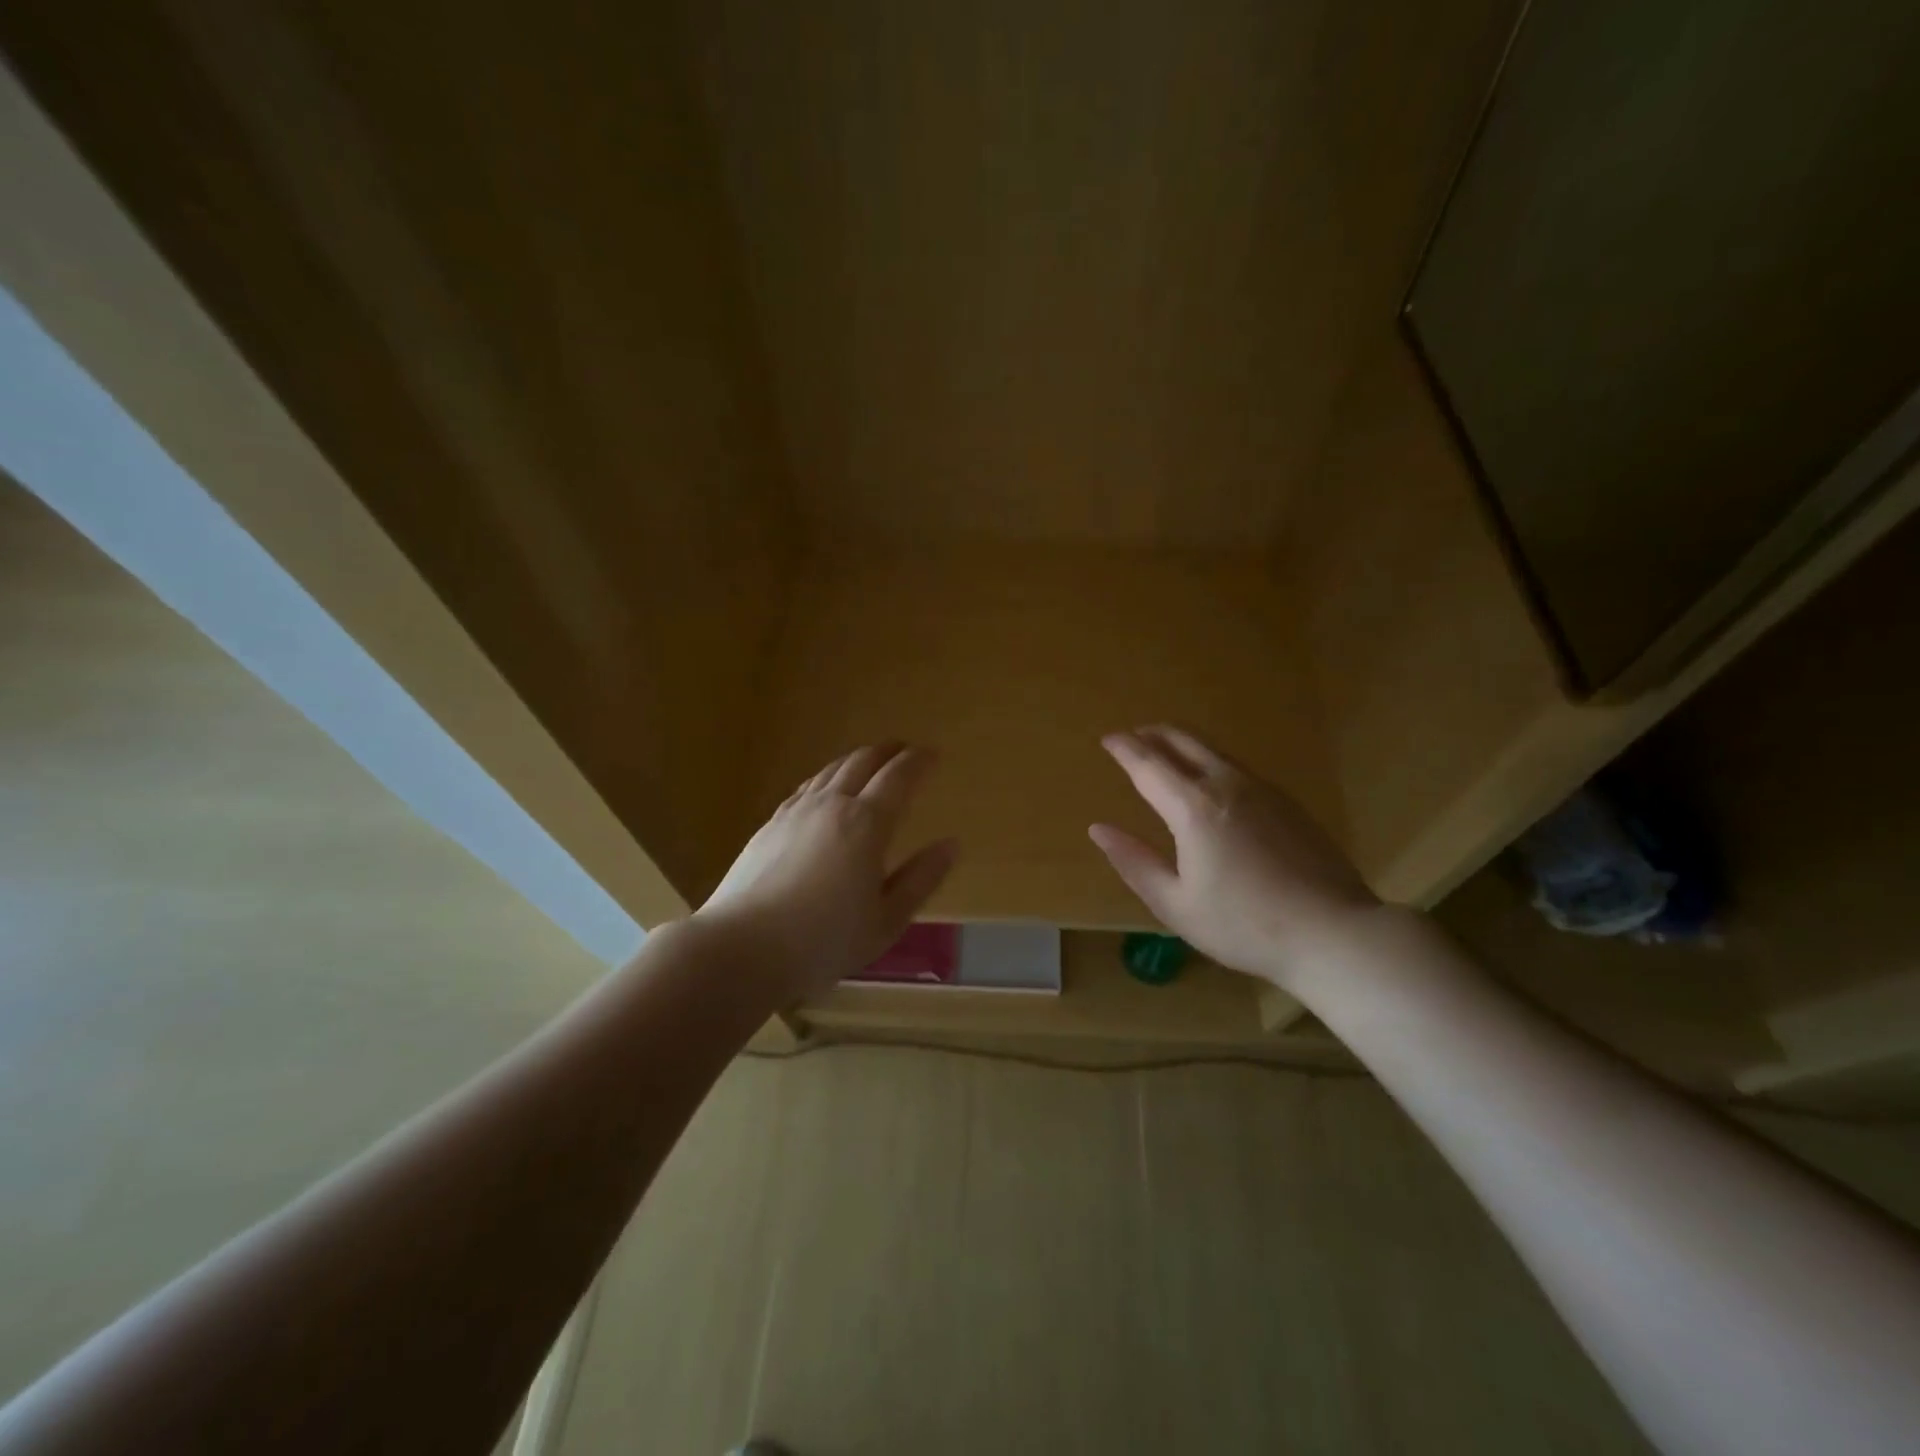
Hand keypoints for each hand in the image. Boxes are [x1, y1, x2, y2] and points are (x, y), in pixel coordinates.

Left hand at [695, 743, 957, 1003]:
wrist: (741, 947)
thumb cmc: (823, 941)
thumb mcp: (886, 921)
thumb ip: (920, 880)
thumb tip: (951, 845)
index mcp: (866, 824)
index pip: (898, 777)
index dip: (919, 761)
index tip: (933, 754)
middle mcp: (831, 805)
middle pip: (862, 762)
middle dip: (888, 751)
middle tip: (904, 750)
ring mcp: (795, 812)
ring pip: (831, 770)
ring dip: (856, 760)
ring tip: (869, 762)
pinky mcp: (769, 825)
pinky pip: (806, 787)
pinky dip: (826, 778)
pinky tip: (824, 789)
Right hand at [1089, 726, 1377, 988]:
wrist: (1333, 933)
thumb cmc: (1244, 925)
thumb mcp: (1176, 905)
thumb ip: (1134, 862)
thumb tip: (1099, 829)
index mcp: (1193, 808)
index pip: (1148, 764)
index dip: (1124, 749)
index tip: (1107, 739)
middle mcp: (1226, 785)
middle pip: (1183, 741)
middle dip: (1153, 734)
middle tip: (1133, 736)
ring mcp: (1262, 789)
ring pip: (1213, 750)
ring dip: (1182, 743)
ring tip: (1165, 751)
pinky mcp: (1287, 802)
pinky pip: (1237, 766)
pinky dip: (1210, 760)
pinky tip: (1211, 781)